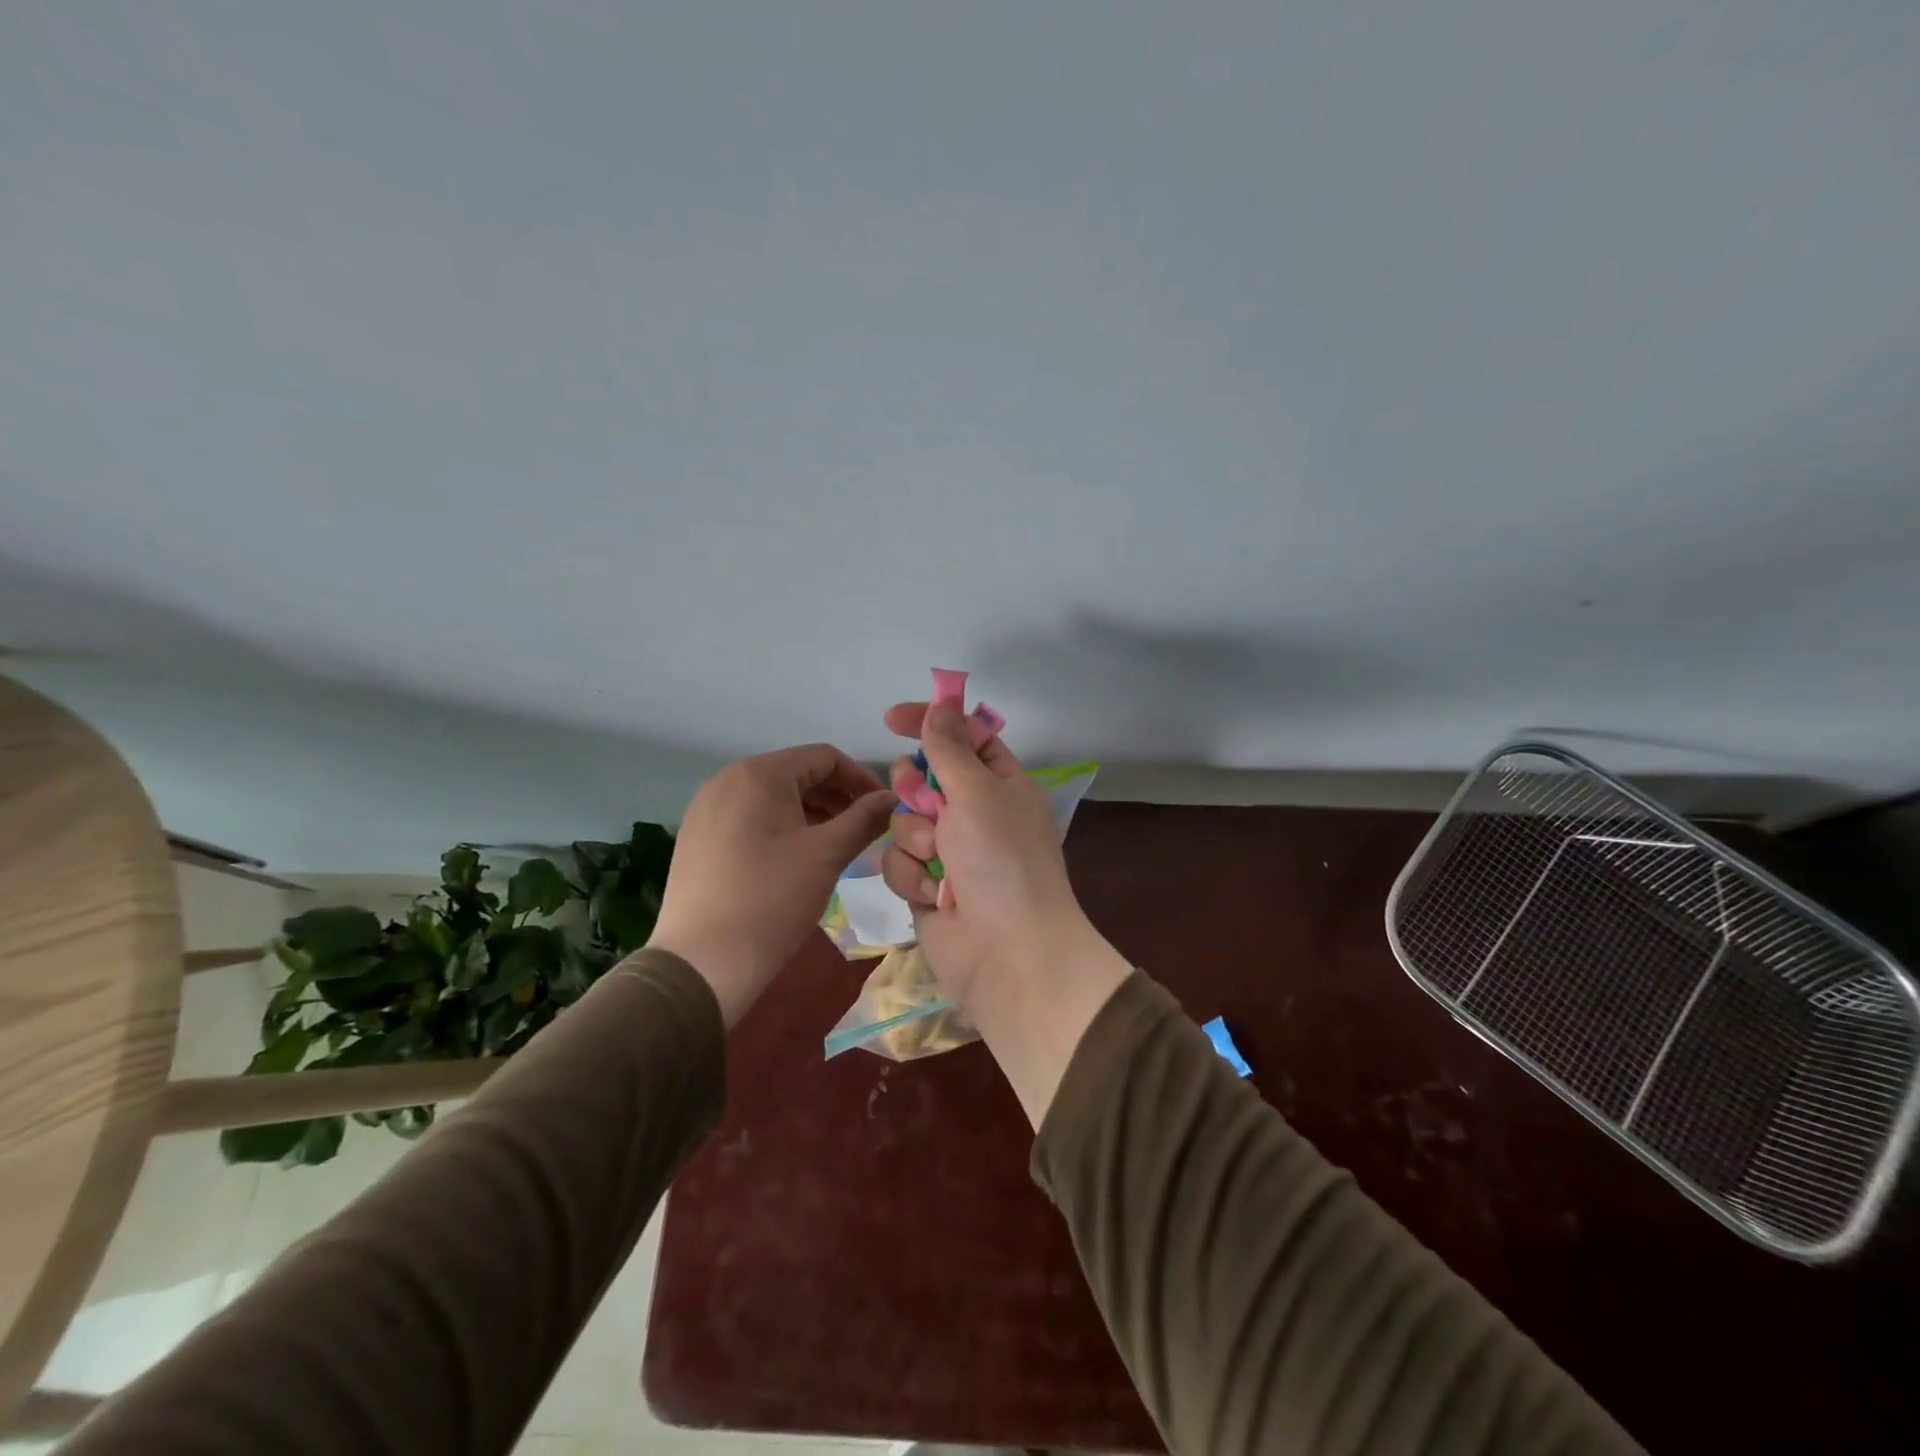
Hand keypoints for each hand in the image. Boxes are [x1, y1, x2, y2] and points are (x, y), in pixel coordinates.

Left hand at [648, 745, 895, 1023]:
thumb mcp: (827, 855)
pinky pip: (749, 816)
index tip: (883, 809)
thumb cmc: (772, 900)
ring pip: (772, 796)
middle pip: (796, 773)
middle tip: (863, 830)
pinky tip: (795, 858)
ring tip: (835, 845)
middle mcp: (727, 780)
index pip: (824, 758)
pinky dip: (780, 826)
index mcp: (759, 774)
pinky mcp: (697, 836)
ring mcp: (706, 808)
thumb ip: (864, 819)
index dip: (860, 779)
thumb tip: (892, 798)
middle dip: (836, 797)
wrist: (702, 964)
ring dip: (810, 812)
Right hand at [881, 702, 1131, 1127]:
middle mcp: (975, 813)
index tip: (892, 718)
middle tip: (927, 804)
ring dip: (915, 840)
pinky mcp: (926, 886)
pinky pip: (899, 862)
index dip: (931, 723)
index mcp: (1001, 784)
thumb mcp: (978, 792)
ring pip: (903, 821)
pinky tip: (934, 897)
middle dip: (915, 790)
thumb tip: (941, 706)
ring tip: (938, 865)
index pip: (964, 738)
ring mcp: (949, 852)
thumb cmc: (1001, 860)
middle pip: (923, 778)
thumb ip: (950, 748)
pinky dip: (911, 877)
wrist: (1007, 952)